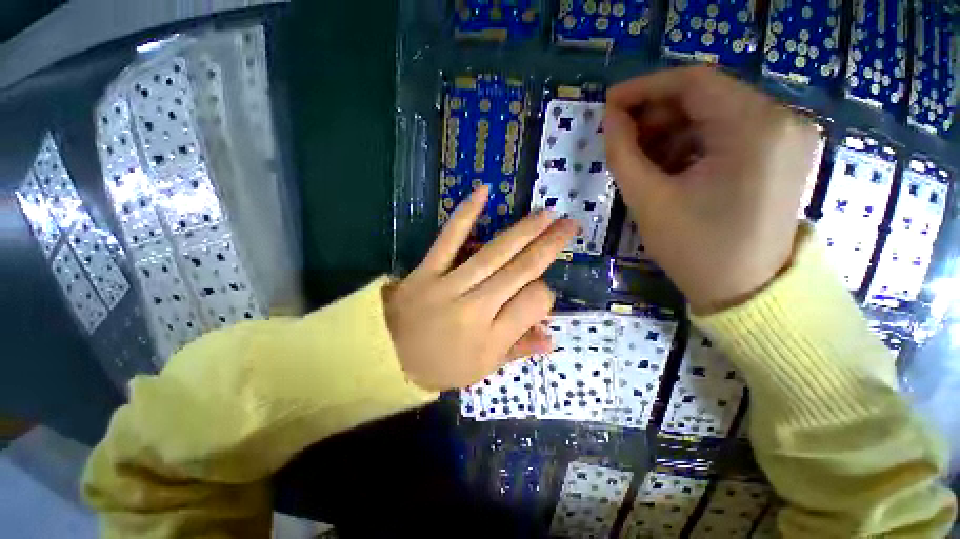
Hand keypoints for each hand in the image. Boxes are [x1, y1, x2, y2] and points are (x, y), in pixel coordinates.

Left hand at [384, 186, 577, 390]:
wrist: (386, 357)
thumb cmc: (439, 366)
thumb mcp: (482, 369)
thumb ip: (517, 350)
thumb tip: (551, 338)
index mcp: (492, 338)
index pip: (534, 303)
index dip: (545, 293)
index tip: (541, 290)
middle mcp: (477, 307)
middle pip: (520, 271)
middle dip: (549, 246)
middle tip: (570, 225)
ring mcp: (450, 285)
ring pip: (494, 253)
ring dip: (524, 231)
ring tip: (547, 213)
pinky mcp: (428, 269)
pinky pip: (449, 239)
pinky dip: (466, 214)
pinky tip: (484, 192)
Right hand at [604, 66, 818, 312]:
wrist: (745, 292)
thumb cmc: (695, 249)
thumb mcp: (648, 199)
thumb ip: (623, 152)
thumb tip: (610, 118)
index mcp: (755, 127)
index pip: (693, 82)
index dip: (644, 88)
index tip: (609, 105)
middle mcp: (782, 120)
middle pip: (707, 96)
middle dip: (657, 114)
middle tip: (622, 138)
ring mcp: (788, 136)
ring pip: (716, 114)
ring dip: (672, 131)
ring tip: (642, 159)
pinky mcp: (782, 154)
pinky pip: (730, 133)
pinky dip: (694, 143)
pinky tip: (670, 167)